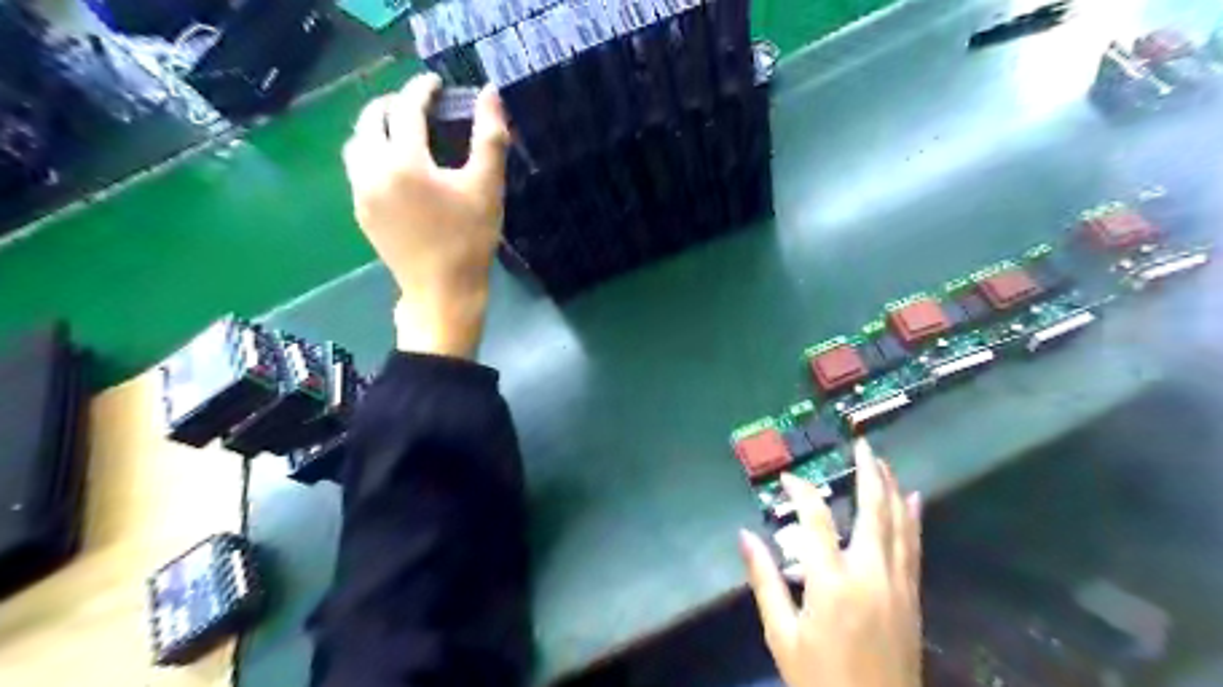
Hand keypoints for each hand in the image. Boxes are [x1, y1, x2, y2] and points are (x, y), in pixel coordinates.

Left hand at [344, 72, 511, 359]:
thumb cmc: (469, 240)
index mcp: (404, 162)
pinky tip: (394, 166)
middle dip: (393, 104)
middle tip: (419, 105)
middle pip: (371, 119)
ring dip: (376, 127)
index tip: (436, 83)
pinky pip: (357, 169)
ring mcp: (361, 193)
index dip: (422, 89)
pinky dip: (371, 153)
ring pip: (357, 143)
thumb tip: (489, 93)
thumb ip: (489, 137)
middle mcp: (373, 170)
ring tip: (402, 131)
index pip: (407, 108)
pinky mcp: (361, 212)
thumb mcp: (487, 188)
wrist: (442, 292)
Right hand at [739, 440, 922, 685]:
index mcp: (831, 582)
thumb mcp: (782, 633)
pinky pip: (914, 547)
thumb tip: (744, 535)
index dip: (802, 491)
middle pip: (872, 510)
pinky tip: (913, 499)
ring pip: (898, 524)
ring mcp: (896, 584)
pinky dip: (912, 519)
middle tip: (861, 444)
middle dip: (867, 472)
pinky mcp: (911, 596)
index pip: (815, 519)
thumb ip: (764, 580)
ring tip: (882, 461)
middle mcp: (869, 573)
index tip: (790, 477)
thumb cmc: (820, 679)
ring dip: (890, 488)